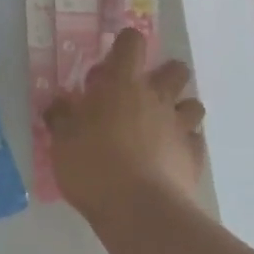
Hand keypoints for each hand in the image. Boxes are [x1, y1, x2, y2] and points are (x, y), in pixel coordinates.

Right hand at [45, 28, 205, 224]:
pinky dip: (186, 144)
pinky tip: (170, 157)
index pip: (132, 42)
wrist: (139, 211)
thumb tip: (58, 103)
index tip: (113, 61)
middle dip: (164, 75)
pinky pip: (196, 140)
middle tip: (141, 96)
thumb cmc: (94, 167)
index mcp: (123, 84)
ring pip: (193, 104)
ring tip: (161, 127)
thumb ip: (61, 117)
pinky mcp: (194, 156)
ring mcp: (180, 126)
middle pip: (176, 69)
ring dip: (180, 109)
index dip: (126, 44)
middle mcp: (157, 98)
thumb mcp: (62, 141)